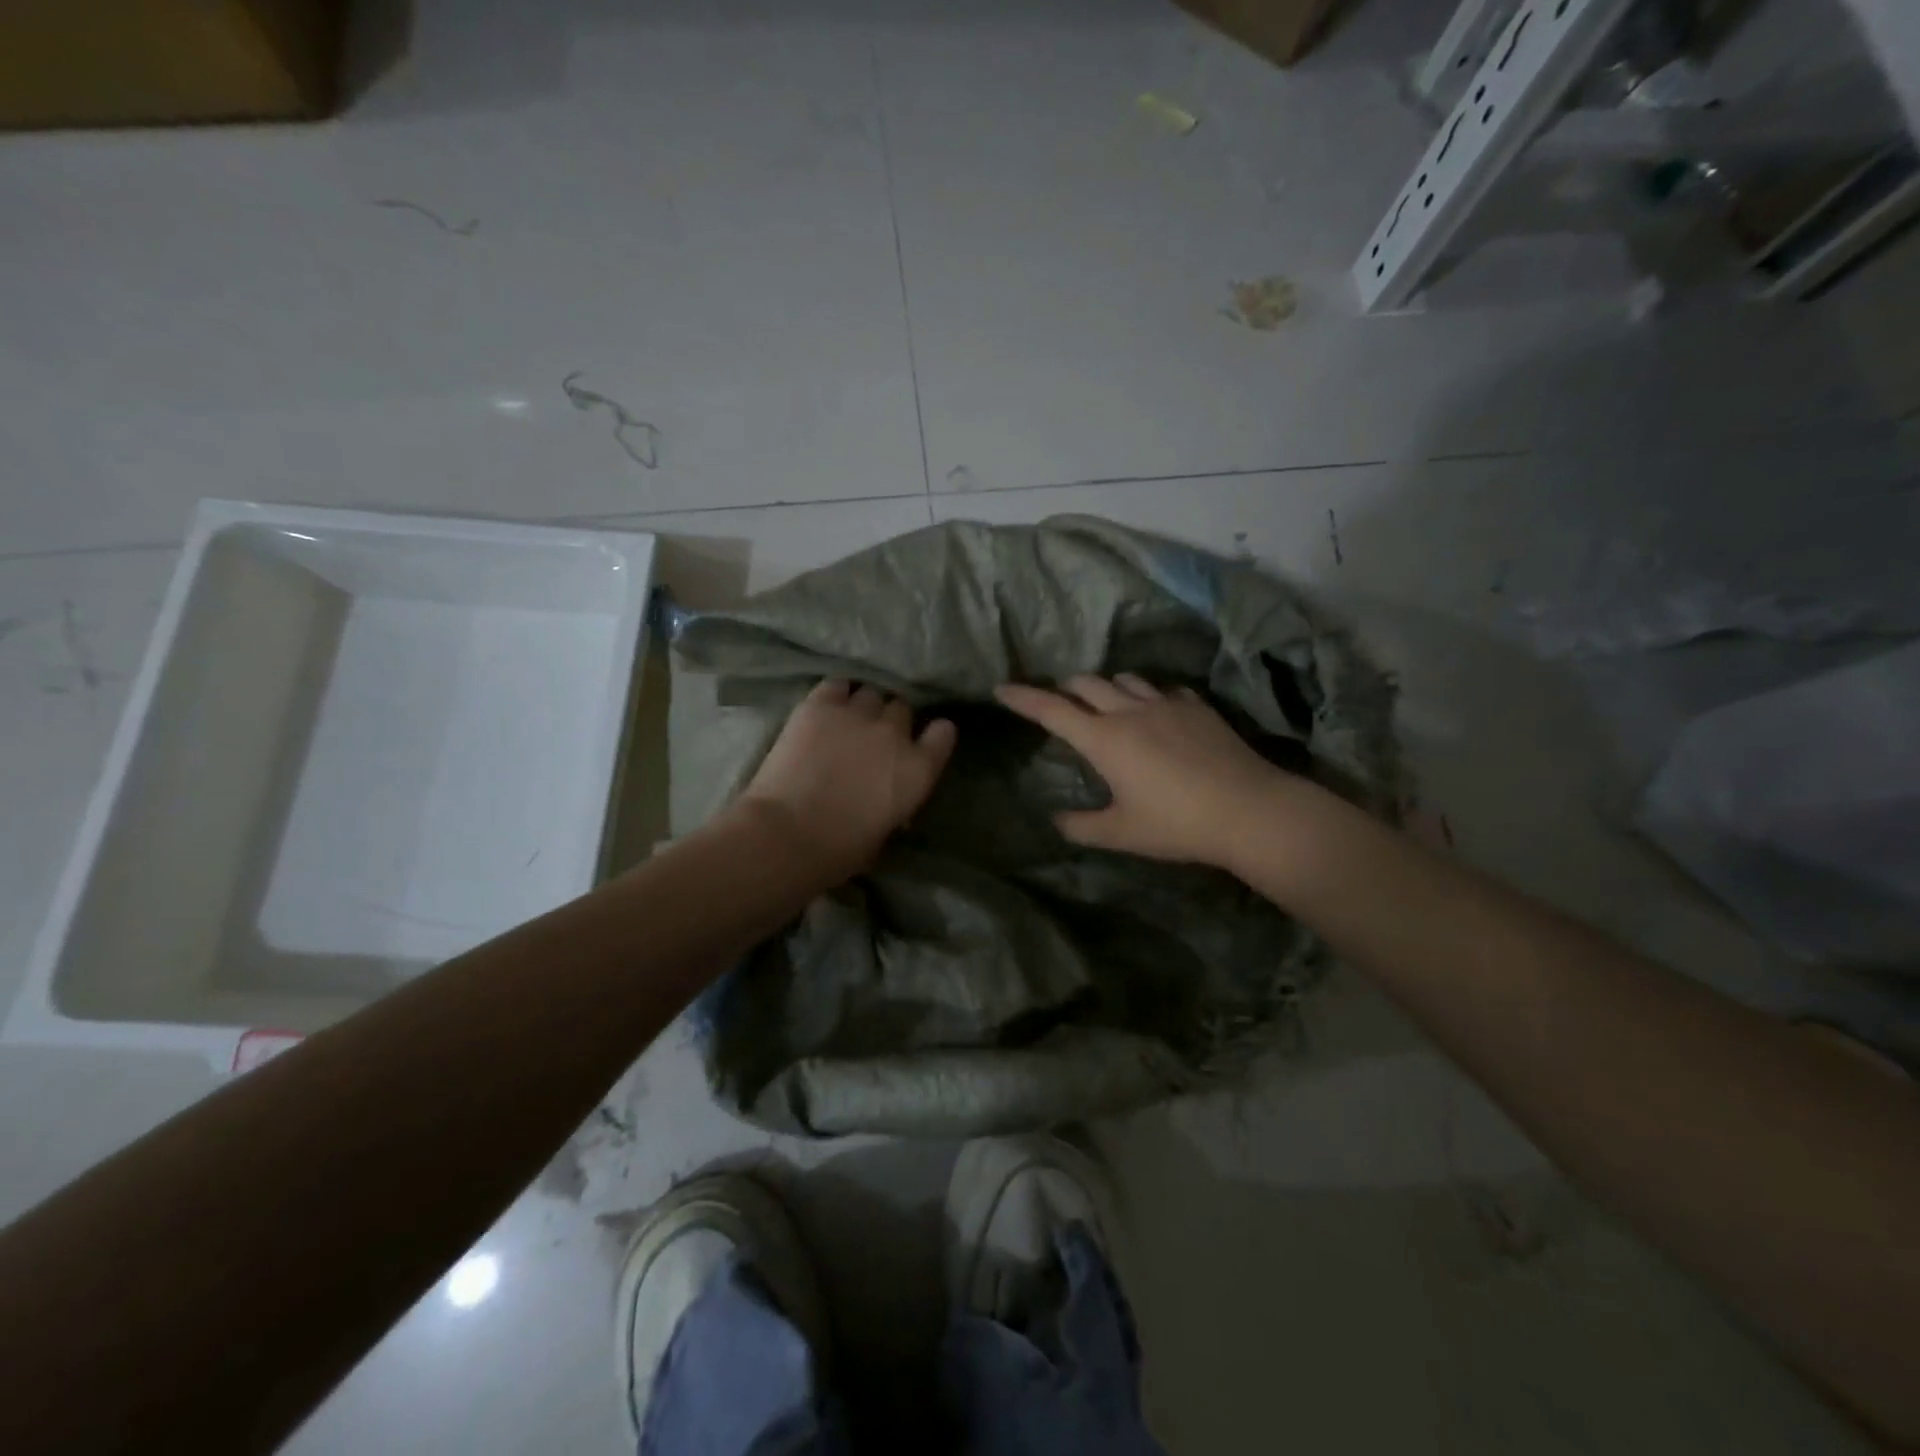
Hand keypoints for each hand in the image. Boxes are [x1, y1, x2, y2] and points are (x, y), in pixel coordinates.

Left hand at [736, 679, 956, 883]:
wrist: (789, 834)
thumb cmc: (840, 850)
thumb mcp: (884, 833)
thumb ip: (895, 804)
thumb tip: (888, 799)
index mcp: (918, 770)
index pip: (943, 733)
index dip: (932, 736)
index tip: (922, 742)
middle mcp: (894, 734)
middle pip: (901, 708)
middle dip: (890, 721)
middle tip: (872, 737)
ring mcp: (857, 715)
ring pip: (870, 694)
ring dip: (863, 706)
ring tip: (847, 720)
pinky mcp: (820, 705)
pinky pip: (837, 685)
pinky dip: (835, 694)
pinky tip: (827, 707)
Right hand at [995, 674, 1287, 867]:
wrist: (1249, 810)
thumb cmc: (1176, 824)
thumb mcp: (1122, 834)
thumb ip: (1082, 827)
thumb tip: (1057, 821)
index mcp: (1104, 739)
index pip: (1051, 710)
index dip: (1023, 698)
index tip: (1002, 688)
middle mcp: (1129, 711)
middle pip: (1086, 683)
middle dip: (1064, 688)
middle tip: (1058, 702)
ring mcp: (1166, 704)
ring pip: (1125, 679)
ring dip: (1106, 686)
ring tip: (1106, 703)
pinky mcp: (1196, 706)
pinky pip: (1163, 689)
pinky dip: (1148, 696)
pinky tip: (1158, 714)